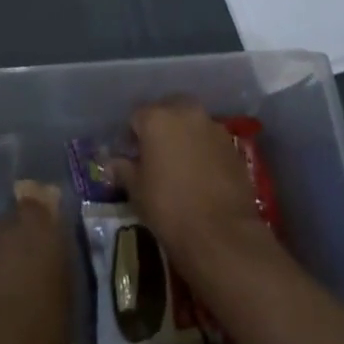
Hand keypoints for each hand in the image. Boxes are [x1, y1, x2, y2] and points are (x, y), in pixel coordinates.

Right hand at [114, 98, 276, 286]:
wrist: (221, 233)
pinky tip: (201, 173)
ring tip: (180, 164)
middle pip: (167, 110)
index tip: (130, 157)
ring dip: (184, 135)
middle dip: (160, 127)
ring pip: (192, 122)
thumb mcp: (137, 191)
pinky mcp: (232, 145)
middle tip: (155, 154)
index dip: (131, 136)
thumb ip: (123, 170)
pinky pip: (210, 139)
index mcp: (157, 118)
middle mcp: (186, 112)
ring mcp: (213, 127)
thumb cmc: (169, 208)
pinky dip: (203, 148)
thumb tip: (111, 163)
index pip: (136, 117)